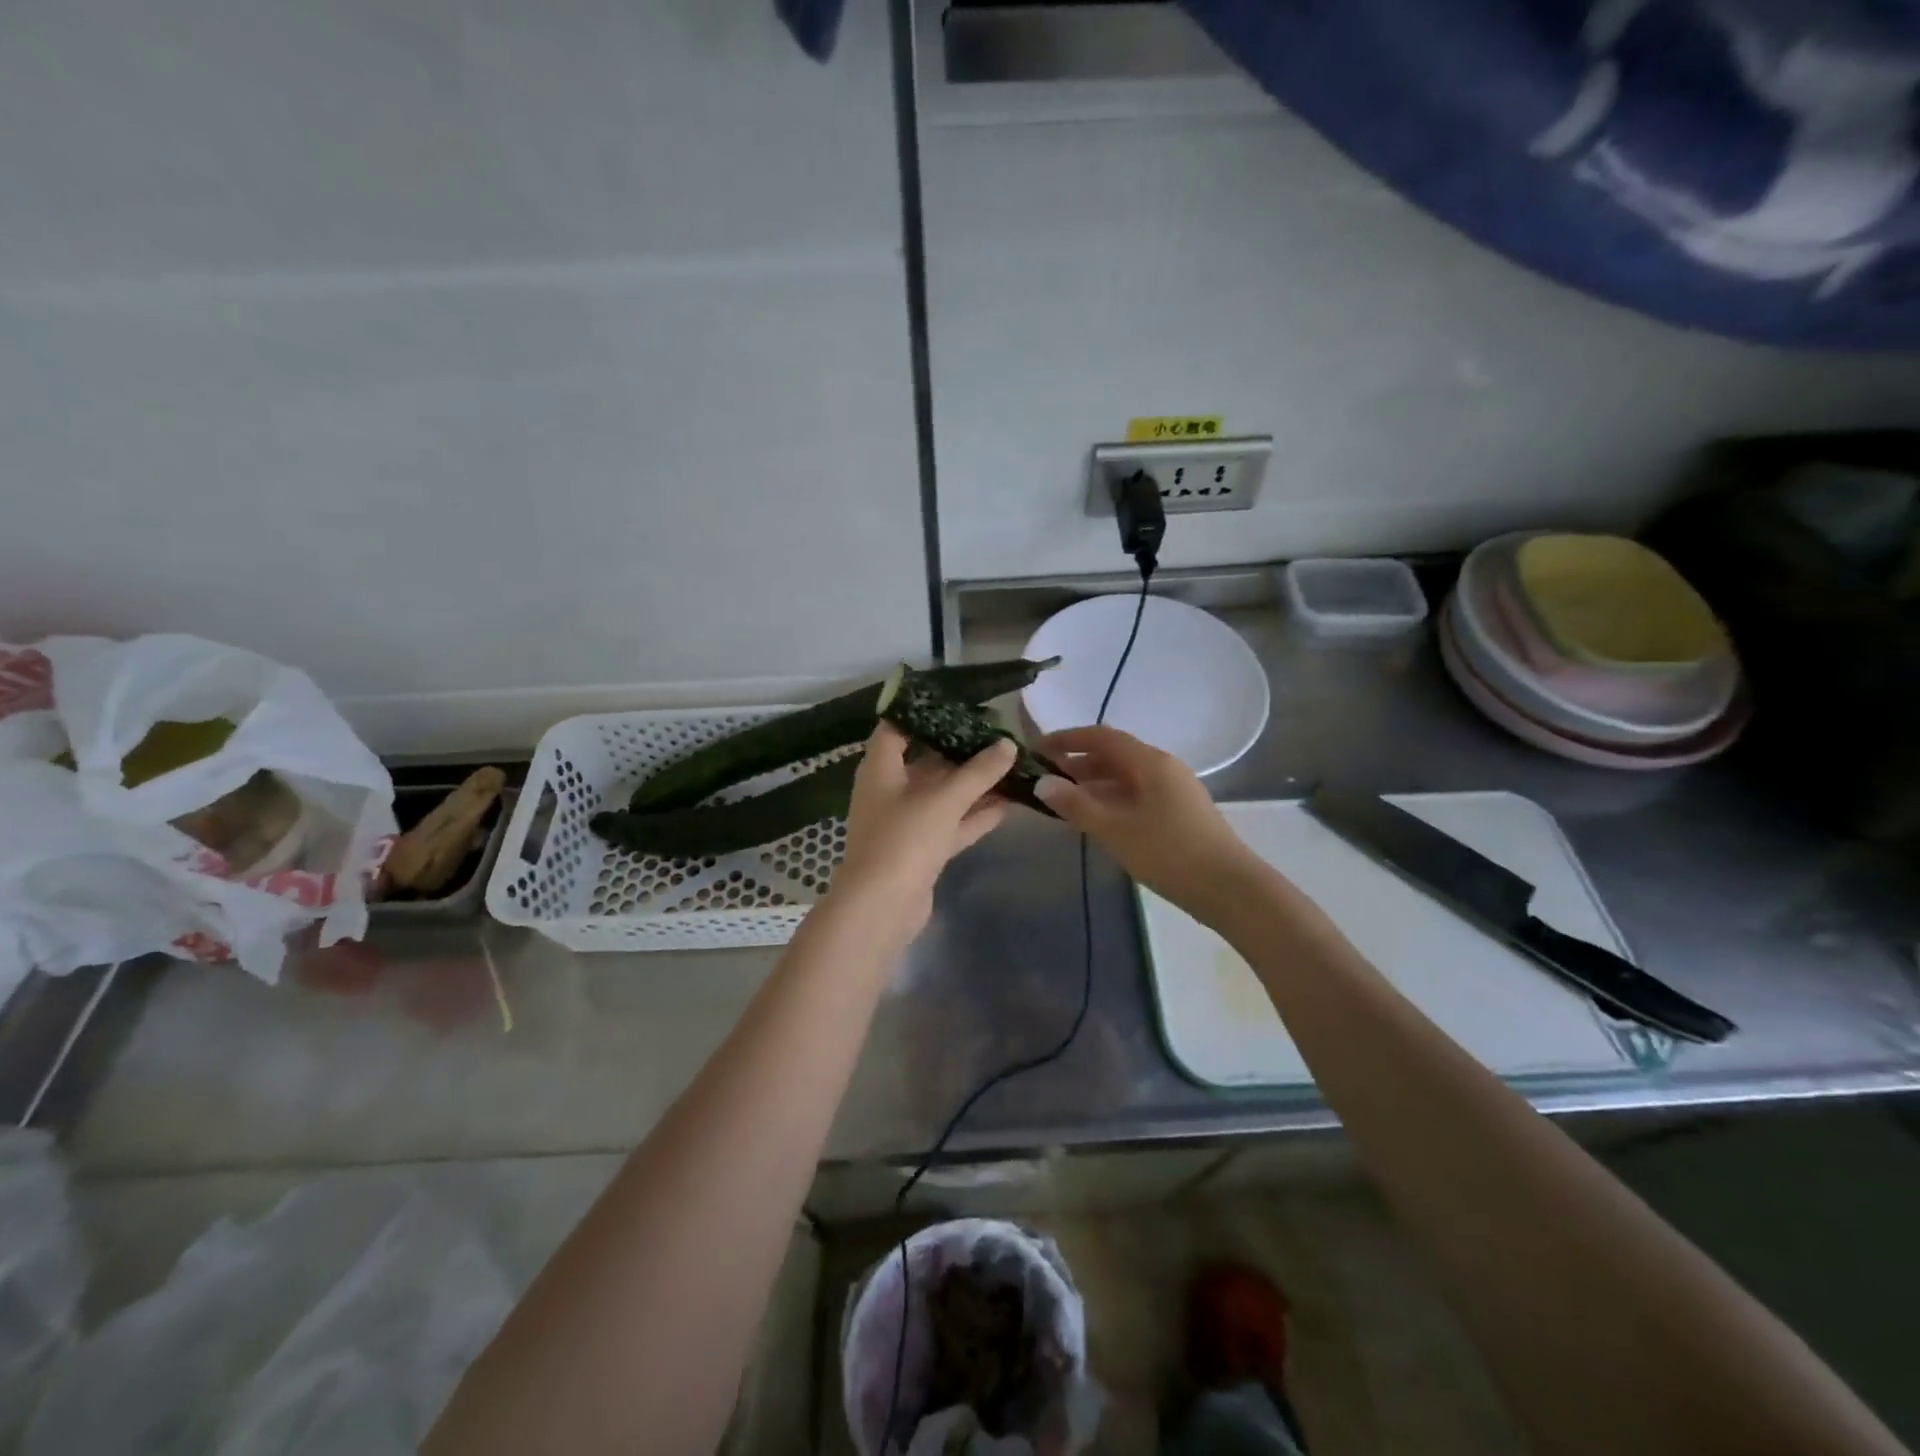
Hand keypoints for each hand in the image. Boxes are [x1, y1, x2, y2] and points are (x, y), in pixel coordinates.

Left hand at [832, 723, 1015, 934]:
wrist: (882, 908)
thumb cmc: (904, 839)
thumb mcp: (944, 799)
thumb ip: (979, 771)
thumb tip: (1008, 744)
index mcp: (881, 768)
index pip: (897, 727)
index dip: (923, 712)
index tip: (958, 702)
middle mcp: (890, 790)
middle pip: (927, 761)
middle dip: (961, 750)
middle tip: (998, 734)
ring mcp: (905, 822)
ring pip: (944, 795)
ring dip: (974, 784)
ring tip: (1012, 765)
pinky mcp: (921, 850)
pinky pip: (951, 823)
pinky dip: (975, 814)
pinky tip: (1009, 803)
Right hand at [1035, 726, 1257, 914]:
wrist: (1229, 889)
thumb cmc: (1169, 853)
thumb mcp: (1115, 830)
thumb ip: (1076, 805)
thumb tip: (1043, 783)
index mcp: (1150, 762)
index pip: (1101, 737)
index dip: (1067, 739)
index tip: (1037, 750)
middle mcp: (1163, 767)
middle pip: (1113, 755)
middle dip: (1077, 763)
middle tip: (1045, 779)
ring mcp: (1174, 790)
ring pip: (1125, 777)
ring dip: (1093, 783)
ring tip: (1063, 800)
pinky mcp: (1178, 812)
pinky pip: (1136, 794)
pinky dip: (1110, 799)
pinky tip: (1096, 819)